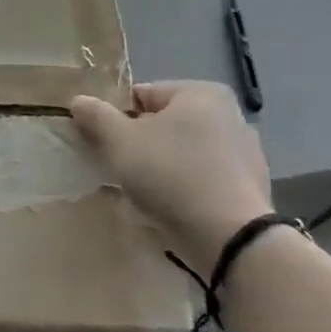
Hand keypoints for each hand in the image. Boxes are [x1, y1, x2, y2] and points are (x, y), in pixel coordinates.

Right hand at [69, 80, 272, 272]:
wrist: (231, 238)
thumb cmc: (171, 174)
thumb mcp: (120, 141)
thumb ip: (97, 116)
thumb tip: (79, 101)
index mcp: (201, 93)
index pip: (143, 95)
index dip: (116, 117)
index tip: (103, 143)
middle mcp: (230, 115)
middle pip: (166, 124)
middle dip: (141, 143)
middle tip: (120, 168)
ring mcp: (246, 154)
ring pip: (185, 154)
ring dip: (163, 167)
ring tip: (143, 193)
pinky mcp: (251, 189)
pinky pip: (205, 180)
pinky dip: (186, 189)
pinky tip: (171, 208)